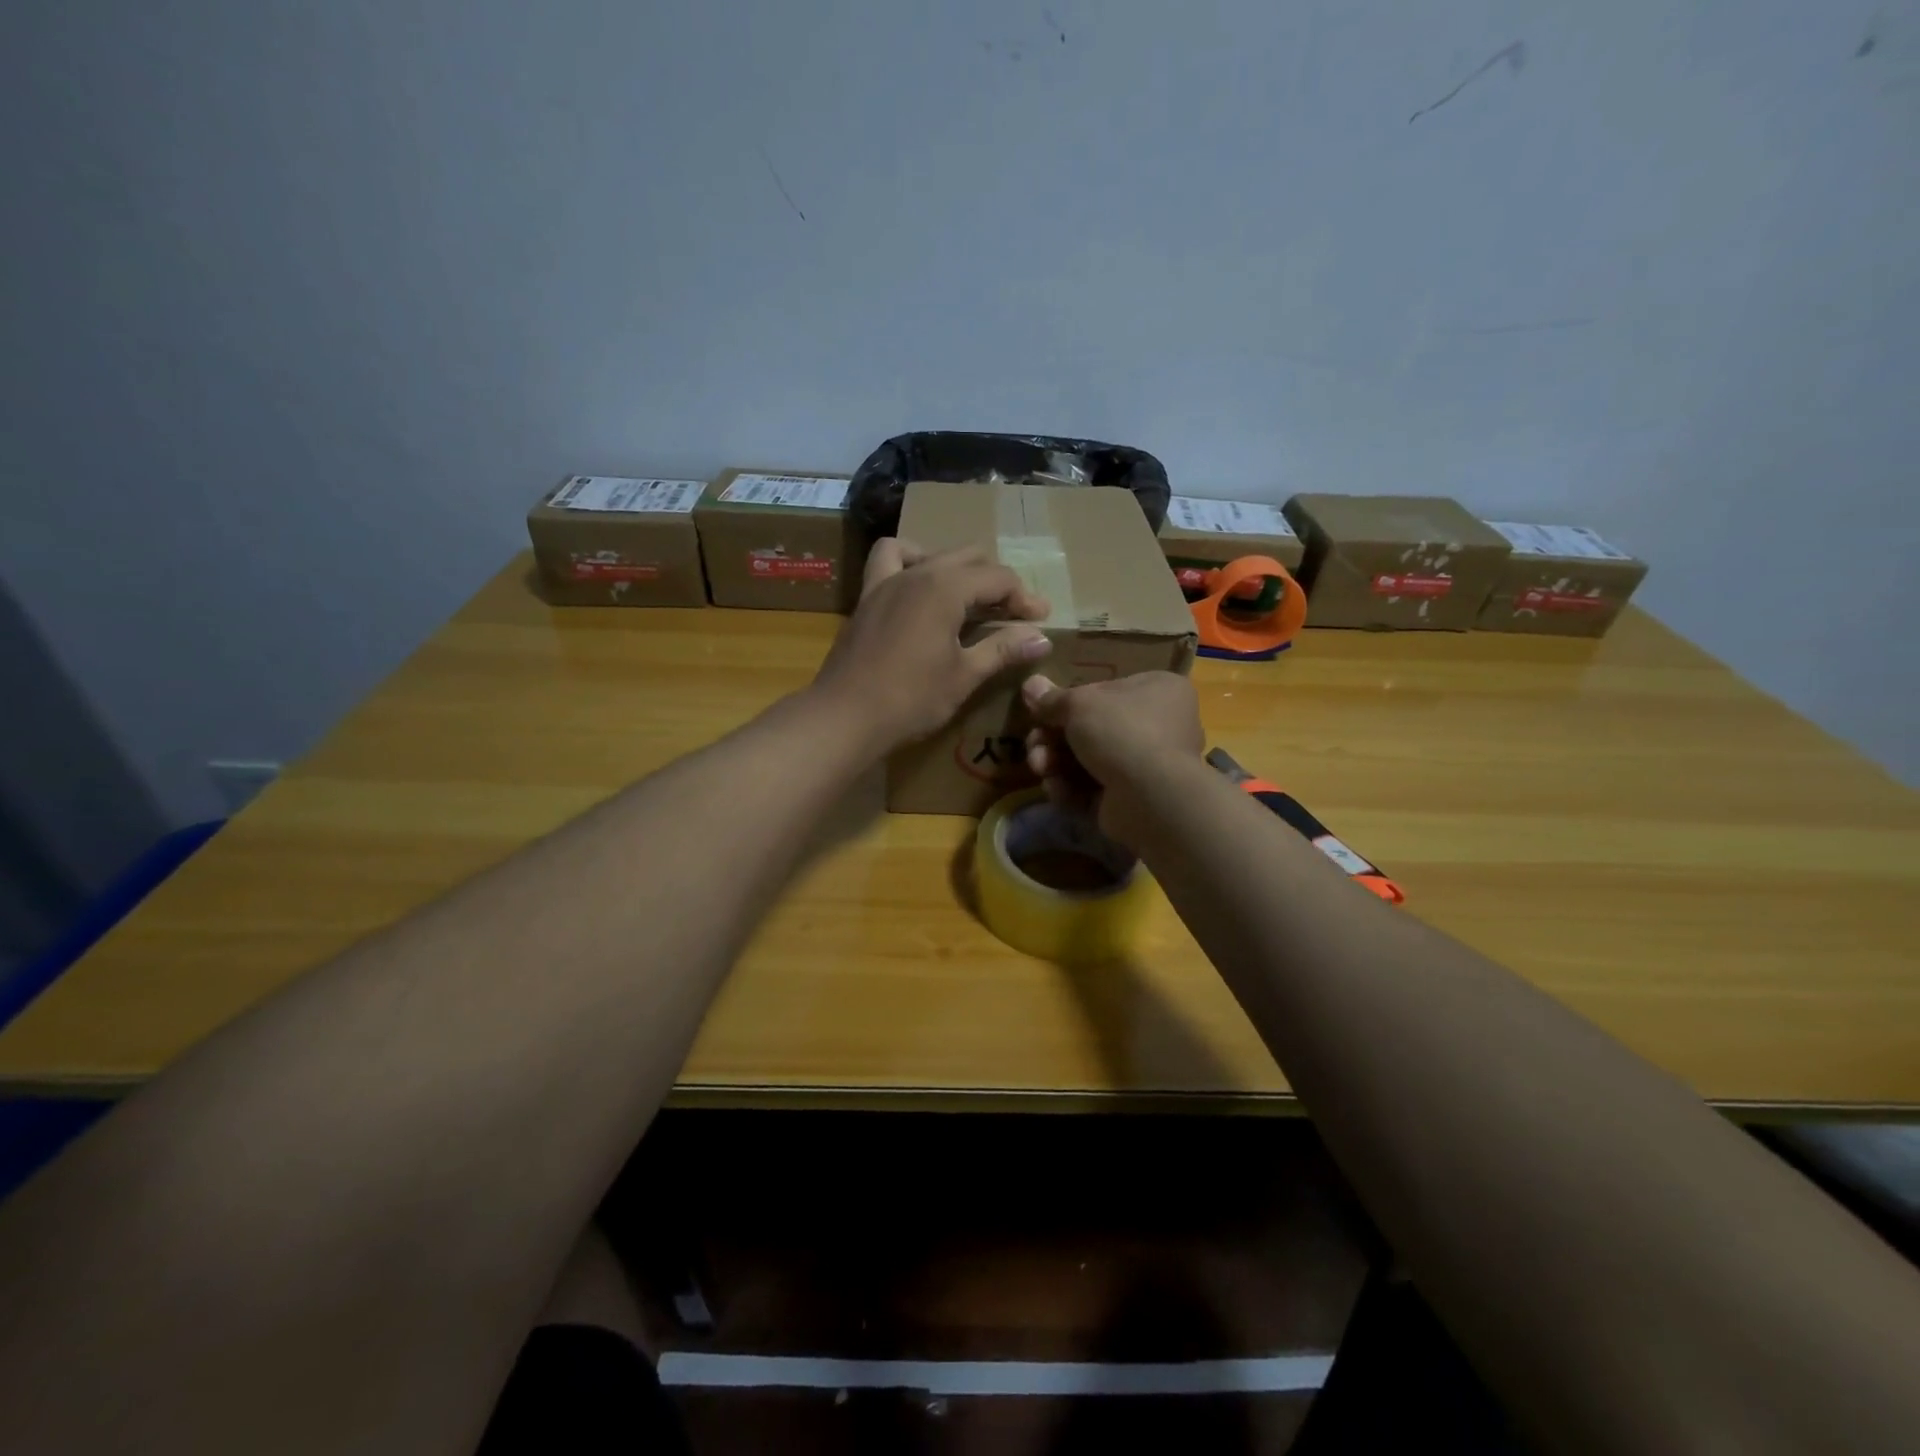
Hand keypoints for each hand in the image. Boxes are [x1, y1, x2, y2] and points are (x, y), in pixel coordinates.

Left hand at [812, 540, 1052, 753]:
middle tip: (1012, 613)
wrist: (845, 716)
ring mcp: (886, 581)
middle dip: (996, 581)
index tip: (1041, 620)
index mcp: (945, 588)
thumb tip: (1042, 639)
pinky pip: (888, 560)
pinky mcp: (867, 597)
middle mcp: (917, 573)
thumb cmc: (911, 699)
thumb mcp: (964, 676)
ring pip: (931, 553)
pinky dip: (909, 562)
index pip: (998, 578)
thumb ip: (1002, 649)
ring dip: (956, 567)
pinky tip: (918, 588)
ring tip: (967, 595)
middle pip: (968, 557)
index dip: (1024, 598)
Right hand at [1021, 672, 1204, 838]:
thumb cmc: (1121, 731)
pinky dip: (1071, 788)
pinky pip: (1095, 788)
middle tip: (1034, 744)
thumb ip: (1052, 698)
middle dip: (1053, 739)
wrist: (1150, 797)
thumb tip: (1030, 685)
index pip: (1106, 690)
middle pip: (1092, 728)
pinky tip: (1056, 789)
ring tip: (1040, 768)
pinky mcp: (1134, 799)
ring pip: (1089, 760)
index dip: (1070, 701)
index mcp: (1159, 689)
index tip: (1042, 711)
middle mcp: (1161, 724)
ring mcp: (1148, 765)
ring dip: (1056, 763)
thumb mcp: (1079, 704)